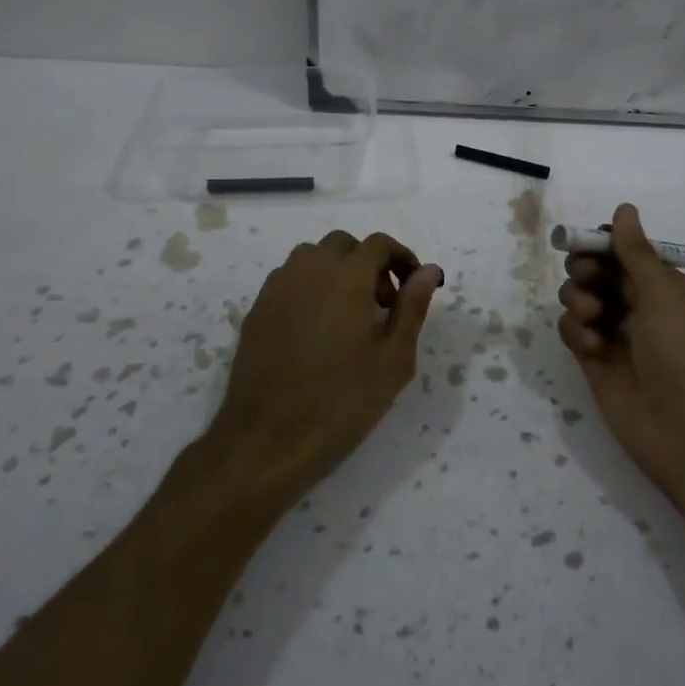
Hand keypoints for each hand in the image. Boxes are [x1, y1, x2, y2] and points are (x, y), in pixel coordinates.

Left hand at [211, 230, 442, 499]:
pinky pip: (289, 281)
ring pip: (311, 258)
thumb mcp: (394, 359)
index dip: (402, 259)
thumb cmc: (343, 401)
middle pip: (343, 245)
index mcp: (347, 277)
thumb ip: (412, 307)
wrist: (269, 440)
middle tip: (383, 304)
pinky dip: (310, 288)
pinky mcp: (256, 310)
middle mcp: (308, 270)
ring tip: (349, 315)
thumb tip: (428, 270)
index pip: (379, 244)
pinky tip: (317, 330)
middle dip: (368, 263)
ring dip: (336, 272)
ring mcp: (277, 289)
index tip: (414, 287)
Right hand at [556, 204, 684, 509]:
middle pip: (601, 274)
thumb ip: (636, 254)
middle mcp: (643, 310)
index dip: (605, 246)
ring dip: (579, 299)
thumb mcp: (666, 298)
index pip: (629, 255)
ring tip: (590, 317)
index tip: (587, 245)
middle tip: (585, 277)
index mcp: (670, 290)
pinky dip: (575, 332)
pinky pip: (574, 333)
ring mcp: (618, 338)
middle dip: (587, 270)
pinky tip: (589, 345)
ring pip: (583, 300)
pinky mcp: (597, 364)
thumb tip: (624, 209)